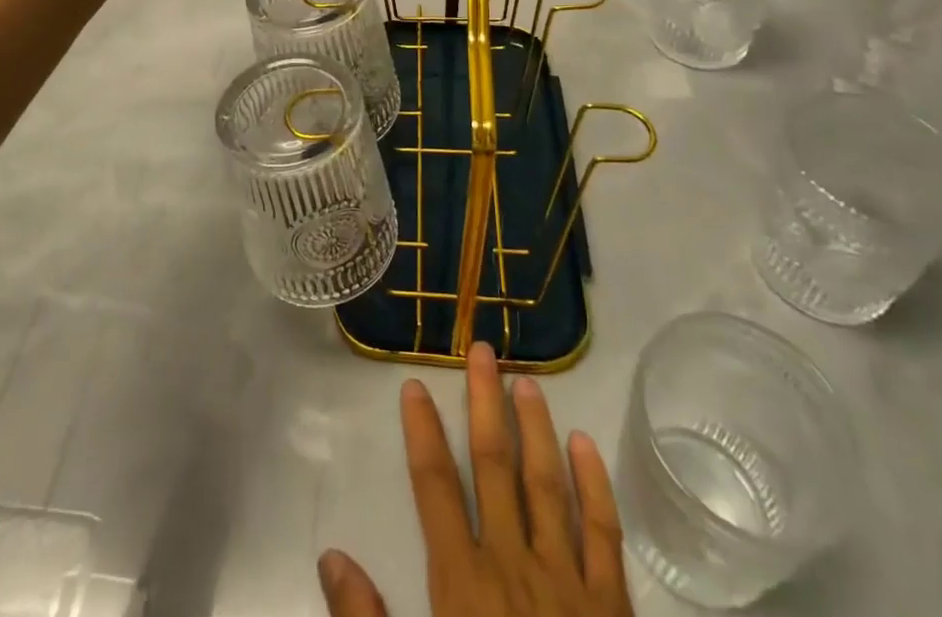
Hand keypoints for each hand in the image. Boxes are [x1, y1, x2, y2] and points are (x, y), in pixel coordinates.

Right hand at [318, 344, 634, 616]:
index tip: (415, 384)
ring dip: (534, 428)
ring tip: (526, 381)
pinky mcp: (611, 607)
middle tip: (482, 349)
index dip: (422, 432)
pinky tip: (586, 443)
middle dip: (484, 404)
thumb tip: (330, 557)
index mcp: (463, 586)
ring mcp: (566, 582)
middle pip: (493, 465)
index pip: (434, 487)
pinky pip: (603, 534)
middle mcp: (512, 565)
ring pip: (546, 484)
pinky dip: (595, 485)